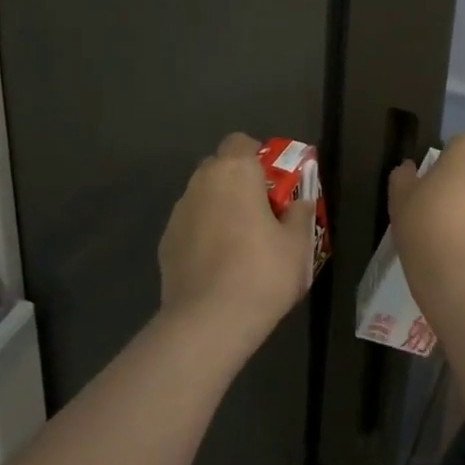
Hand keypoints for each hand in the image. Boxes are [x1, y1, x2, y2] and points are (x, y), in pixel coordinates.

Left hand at [158, 133, 314, 353]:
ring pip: (202, 197)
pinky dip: (203, 235)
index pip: (240, 142)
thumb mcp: (297, 244)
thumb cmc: (261, 272)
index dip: (257, 156)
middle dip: (237, 182)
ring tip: (239, 243)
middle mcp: (201, 183)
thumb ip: (299, 214)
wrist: (208, 322)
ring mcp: (178, 214)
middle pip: (219, 168)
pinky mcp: (165, 243)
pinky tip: (218, 265)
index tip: (273, 182)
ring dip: (219, 208)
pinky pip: (190, 226)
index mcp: (234, 172)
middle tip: (261, 211)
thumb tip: (298, 203)